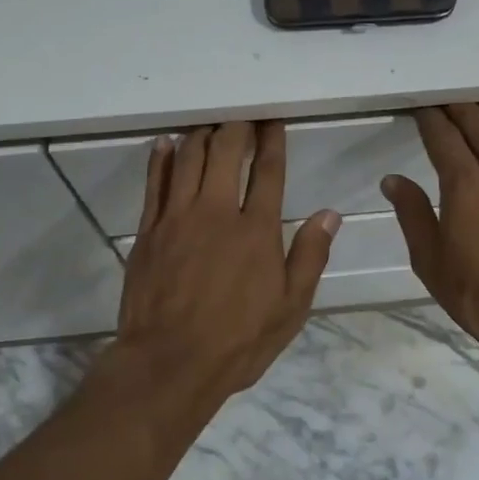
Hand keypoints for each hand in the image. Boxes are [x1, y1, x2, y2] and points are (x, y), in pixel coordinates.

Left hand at [113, 121, 338, 401]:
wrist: (169, 363)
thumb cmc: (238, 340)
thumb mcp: (290, 308)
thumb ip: (310, 257)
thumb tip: (329, 214)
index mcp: (257, 230)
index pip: (268, 171)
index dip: (272, 141)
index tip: (273, 121)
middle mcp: (217, 212)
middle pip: (225, 152)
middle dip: (236, 127)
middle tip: (242, 116)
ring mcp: (178, 217)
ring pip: (189, 159)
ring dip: (201, 135)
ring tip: (210, 124)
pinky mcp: (149, 230)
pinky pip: (154, 183)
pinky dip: (161, 158)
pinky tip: (166, 143)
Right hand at [383, 104, 478, 357]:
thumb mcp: (431, 262)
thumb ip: (412, 214)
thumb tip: (392, 179)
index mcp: (465, 186)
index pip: (443, 137)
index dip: (429, 119)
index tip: (420, 108)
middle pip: (478, 123)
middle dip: (458, 107)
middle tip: (443, 99)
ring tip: (476, 105)